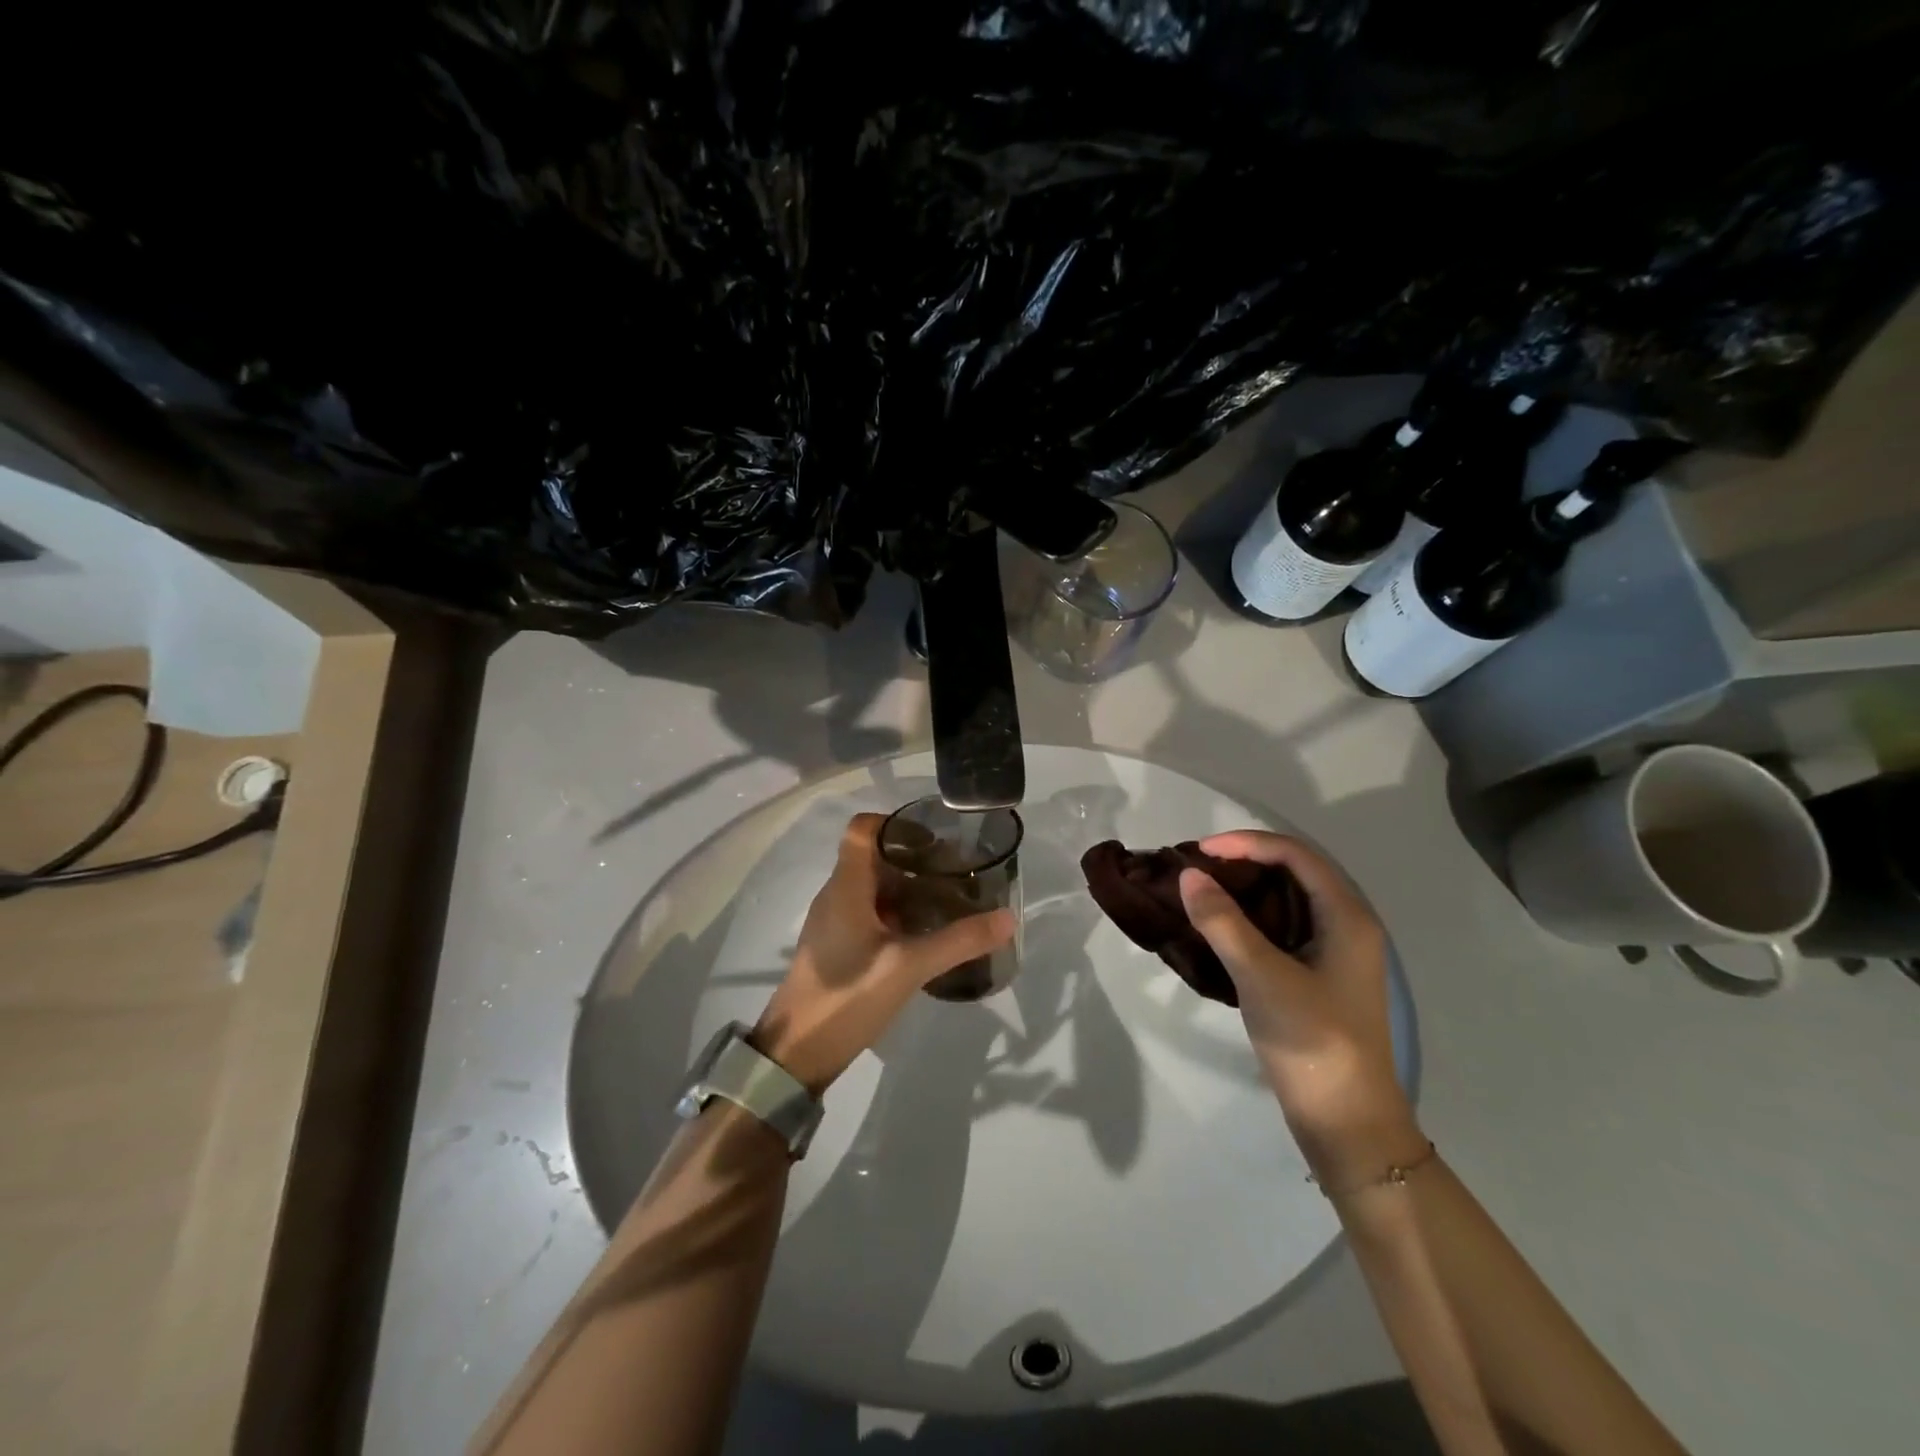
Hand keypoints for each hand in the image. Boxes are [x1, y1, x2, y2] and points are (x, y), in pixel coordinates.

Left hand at [752, 812, 1014, 1095]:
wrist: (796, 1052)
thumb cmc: (846, 997)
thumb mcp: (908, 967)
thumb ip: (958, 941)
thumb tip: (1007, 918)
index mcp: (846, 886)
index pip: (863, 828)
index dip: (897, 823)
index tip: (936, 838)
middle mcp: (837, 895)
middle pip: (874, 857)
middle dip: (914, 858)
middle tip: (957, 871)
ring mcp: (835, 922)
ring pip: (874, 888)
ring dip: (909, 888)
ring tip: (950, 900)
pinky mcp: (838, 946)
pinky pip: (870, 914)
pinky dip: (899, 913)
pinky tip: (926, 934)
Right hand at [1178, 831, 1422, 1188]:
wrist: (1348, 1123)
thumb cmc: (1312, 1042)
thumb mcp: (1261, 976)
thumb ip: (1223, 922)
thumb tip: (1189, 875)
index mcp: (1347, 917)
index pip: (1295, 855)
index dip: (1246, 844)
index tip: (1199, 852)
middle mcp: (1347, 925)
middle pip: (1294, 872)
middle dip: (1244, 862)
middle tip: (1196, 869)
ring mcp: (1335, 953)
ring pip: (1287, 901)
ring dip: (1245, 890)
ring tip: (1201, 892)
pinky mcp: (1320, 976)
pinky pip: (1283, 928)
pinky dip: (1250, 918)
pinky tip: (1220, 929)